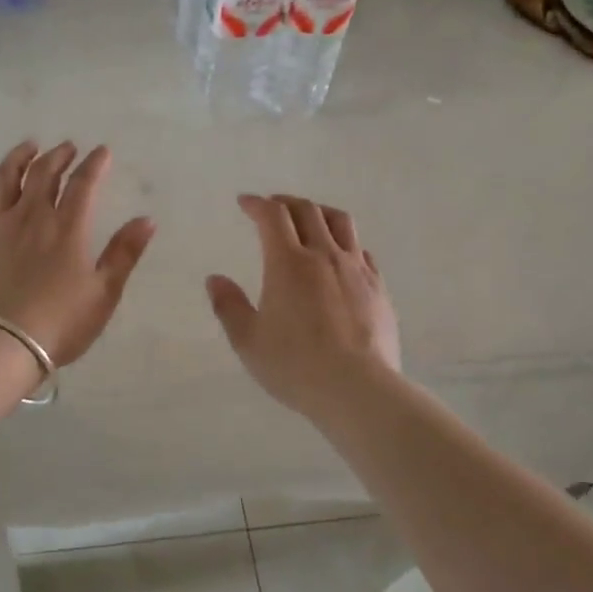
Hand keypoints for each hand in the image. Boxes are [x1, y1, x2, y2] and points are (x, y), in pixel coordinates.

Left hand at [0, 141, 155, 367]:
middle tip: (67, 147)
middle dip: (58, 155)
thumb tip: (147, 219)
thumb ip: (125, 253)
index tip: (101, 151)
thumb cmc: (60, 322)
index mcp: (67, 227)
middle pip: (43, 174)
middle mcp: (31, 217)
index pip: (83, 184)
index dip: (94, 164)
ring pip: (5, 180)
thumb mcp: (104, 292)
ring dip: (18, 158)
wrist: (1, 344)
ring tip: (28, 148)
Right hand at [207, 194, 401, 418]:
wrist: (358, 389)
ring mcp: (356, 269)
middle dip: (285, 202)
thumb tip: (214, 279)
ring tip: (309, 218)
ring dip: (319, 212)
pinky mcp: (378, 287)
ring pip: (340, 222)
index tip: (245, 203)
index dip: (257, 204)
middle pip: (307, 211)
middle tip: (272, 206)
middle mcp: (324, 255)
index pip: (272, 216)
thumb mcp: (248, 341)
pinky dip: (344, 241)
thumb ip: (228, 306)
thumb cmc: (295, 365)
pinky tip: (340, 256)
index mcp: (287, 263)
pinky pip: (361, 249)